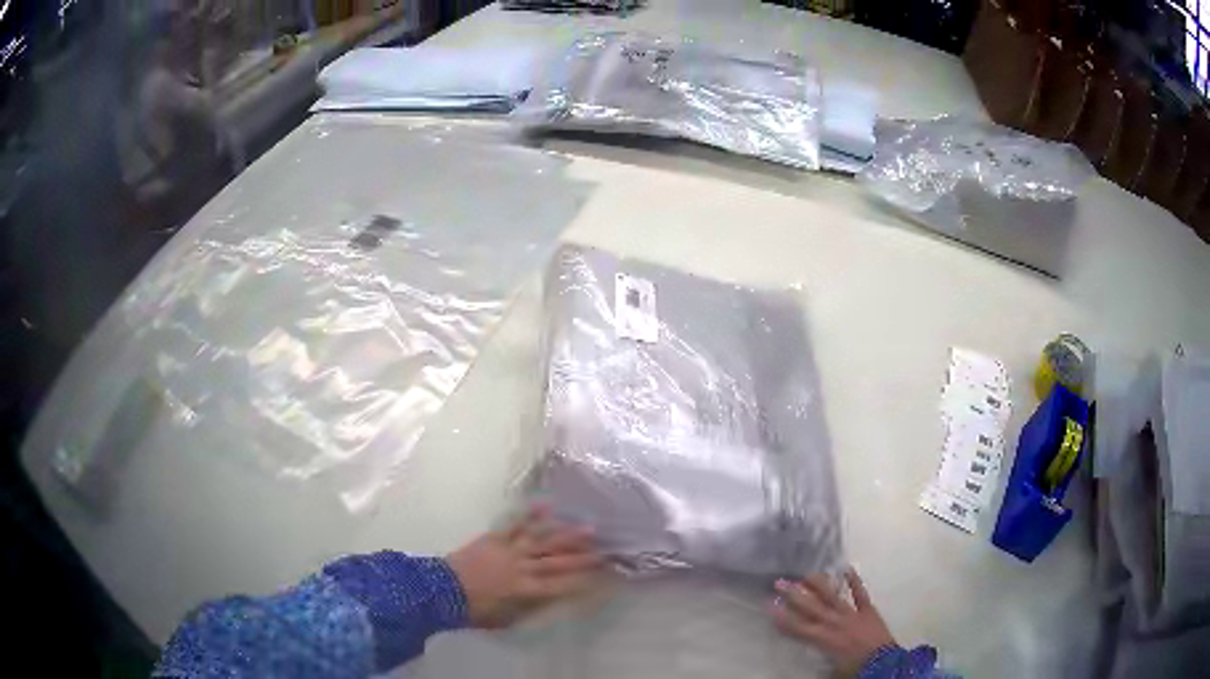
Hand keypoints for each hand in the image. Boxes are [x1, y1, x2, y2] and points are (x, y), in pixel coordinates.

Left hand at [447, 506, 603, 628]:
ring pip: (543, 541)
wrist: (442, 590)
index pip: (561, 585)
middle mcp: (523, 568)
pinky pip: (515, 525)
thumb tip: (547, 599)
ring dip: (566, 533)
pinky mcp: (495, 539)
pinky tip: (547, 505)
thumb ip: (528, 608)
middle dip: (583, 556)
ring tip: (589, 526)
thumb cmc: (474, 610)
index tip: (603, 576)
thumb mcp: (505, 619)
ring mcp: (510, 551)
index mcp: (526, 590)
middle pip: (558, 561)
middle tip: (605, 548)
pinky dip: (531, 515)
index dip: (583, 580)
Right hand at [771, 568, 895, 675]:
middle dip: (794, 595)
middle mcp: (834, 623)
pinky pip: (860, 594)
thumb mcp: (832, 669)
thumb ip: (819, 659)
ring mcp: (851, 614)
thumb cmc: (855, 668)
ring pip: (832, 597)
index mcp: (823, 639)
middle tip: (779, 582)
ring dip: (819, 585)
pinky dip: (854, 581)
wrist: (883, 662)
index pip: (798, 627)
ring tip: (806, 573)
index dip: (782, 617)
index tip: (768, 605)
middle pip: (811, 607)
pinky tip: (847, 569)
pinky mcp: (868, 610)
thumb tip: (806, 660)